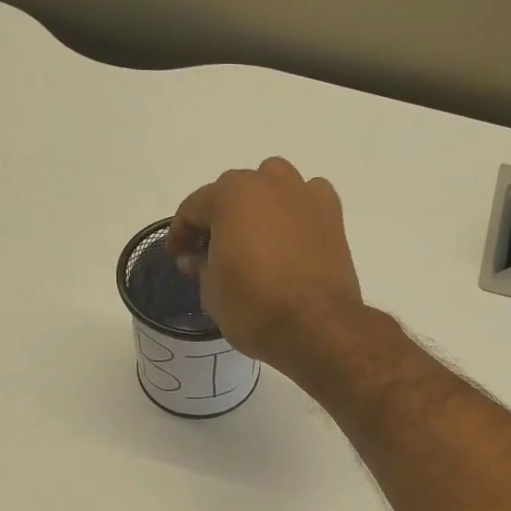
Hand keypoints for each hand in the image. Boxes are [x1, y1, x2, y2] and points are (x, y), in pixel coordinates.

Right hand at [165, 158, 366, 379]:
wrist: (318, 327)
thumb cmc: (255, 308)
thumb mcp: (212, 292)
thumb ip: (200, 266)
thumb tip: (197, 256)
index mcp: (231, 195)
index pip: (193, 209)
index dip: (180, 234)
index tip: (178, 257)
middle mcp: (268, 182)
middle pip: (233, 193)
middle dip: (219, 220)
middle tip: (211, 252)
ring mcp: (304, 195)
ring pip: (272, 188)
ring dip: (258, 207)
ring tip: (253, 240)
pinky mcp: (333, 214)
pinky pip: (306, 201)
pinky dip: (295, 212)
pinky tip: (289, 238)